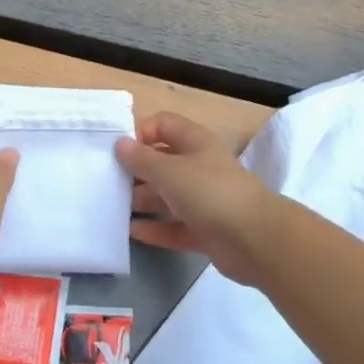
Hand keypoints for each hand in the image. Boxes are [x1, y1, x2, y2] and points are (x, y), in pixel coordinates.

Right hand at [115, 112, 274, 285]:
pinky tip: (132, 232)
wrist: (254, 239)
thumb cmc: (210, 192)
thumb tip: (121, 143)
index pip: (164, 125)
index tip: (116, 150)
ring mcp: (205, 200)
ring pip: (168, 196)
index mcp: (196, 142)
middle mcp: (200, 167)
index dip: (140, 132)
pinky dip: (156, 228)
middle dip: (137, 171)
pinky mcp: (206, 230)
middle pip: (163, 162)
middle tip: (108, 182)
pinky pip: (175, 226)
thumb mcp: (170, 171)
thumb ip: (142, 159)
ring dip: (143, 201)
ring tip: (114, 208)